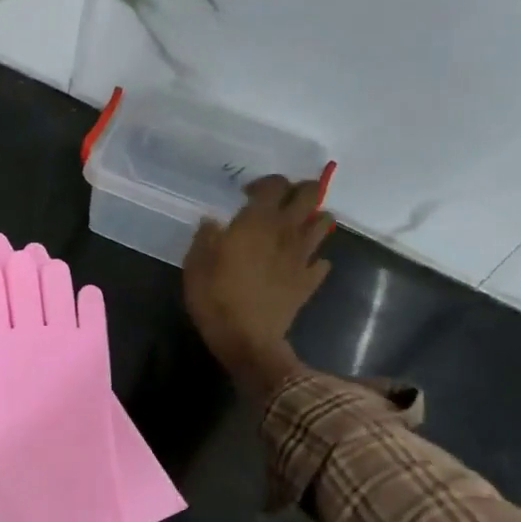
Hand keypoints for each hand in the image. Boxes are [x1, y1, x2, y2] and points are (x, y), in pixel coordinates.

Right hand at [184, 169, 335, 392]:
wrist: (247, 339)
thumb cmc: (215, 298)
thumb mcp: (195, 264)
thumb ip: (205, 237)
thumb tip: (213, 222)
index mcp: (257, 222)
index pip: (274, 185)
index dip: (264, 182)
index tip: (246, 194)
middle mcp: (286, 232)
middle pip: (309, 194)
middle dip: (298, 190)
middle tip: (279, 201)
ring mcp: (303, 256)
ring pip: (324, 222)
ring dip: (312, 218)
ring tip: (293, 227)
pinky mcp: (310, 280)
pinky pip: (322, 260)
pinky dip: (313, 258)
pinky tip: (297, 264)